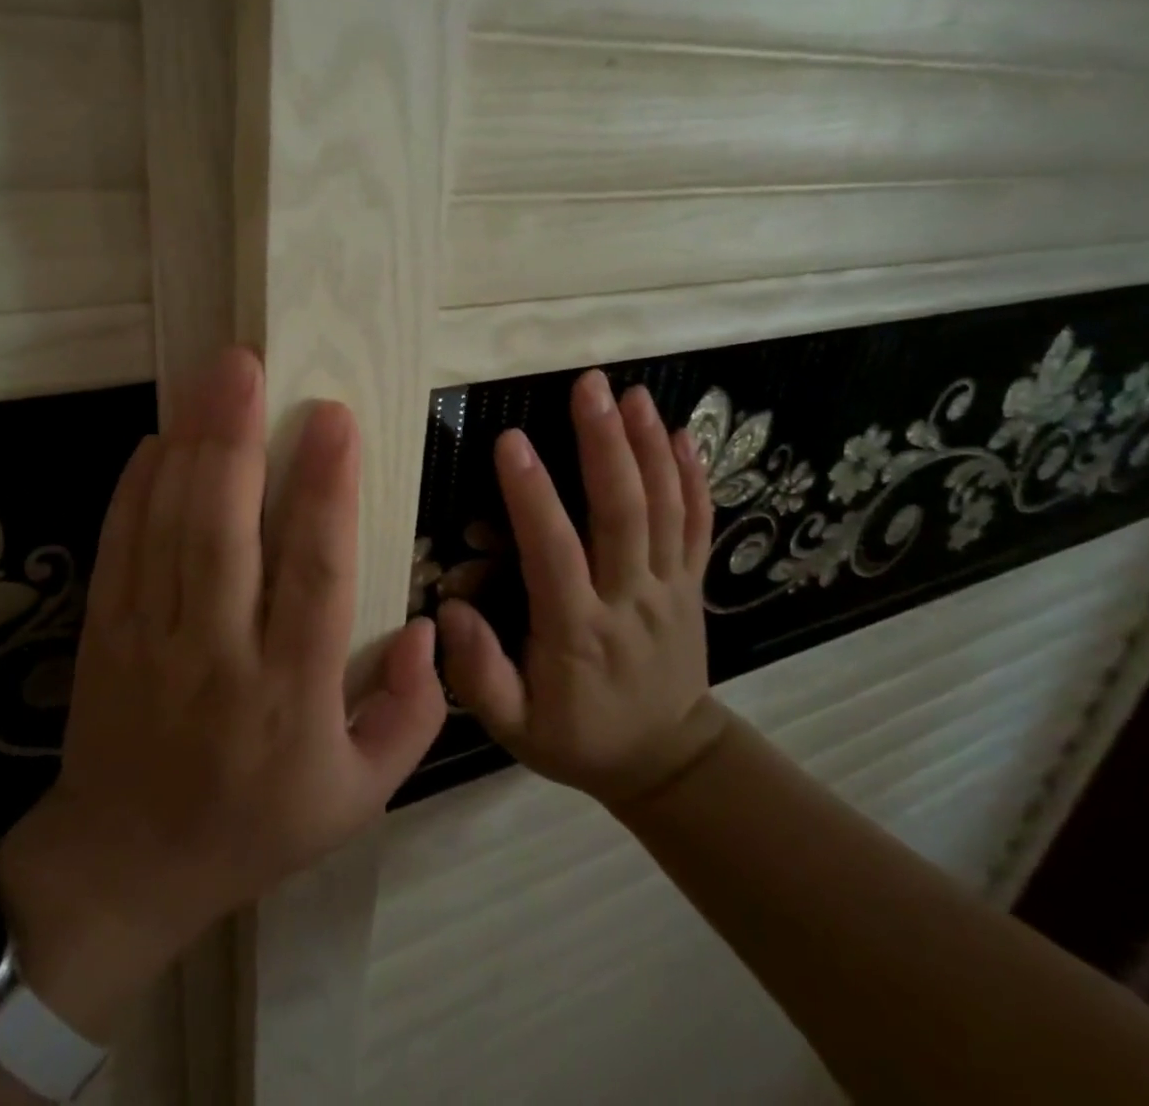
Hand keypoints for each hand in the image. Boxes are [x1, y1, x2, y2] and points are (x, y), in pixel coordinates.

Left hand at [0, 348, 447, 1039]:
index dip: (327, 490)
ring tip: (211, 378)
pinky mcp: (106, 631)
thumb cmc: (256, 825)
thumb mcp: (359, 798)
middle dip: (239, 438)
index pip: (316, 574)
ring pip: (169, 525)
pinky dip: (136, 485)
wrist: (129, 865)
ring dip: (190, 443)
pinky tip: (157, 436)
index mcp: (290, 693)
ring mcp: (150, 638)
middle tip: (251, 365)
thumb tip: (431, 628)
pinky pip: (120, 544)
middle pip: (226, 531)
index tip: (336, 418)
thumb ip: (412, 716)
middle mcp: (218, 654)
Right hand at [437, 369, 728, 808]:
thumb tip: (450, 609)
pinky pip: (698, 525)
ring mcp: (669, 588)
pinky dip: (693, 477)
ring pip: (664, 508)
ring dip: (648, 446)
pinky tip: (683, 434)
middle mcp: (629, 600)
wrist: (665, 760)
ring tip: (631, 393)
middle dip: (604, 444)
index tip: (509, 440)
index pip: (553, 553)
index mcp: (577, 631)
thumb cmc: (575, 735)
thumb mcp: (513, 726)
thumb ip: (478, 673)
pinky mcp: (691, 584)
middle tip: (587, 387)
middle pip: (622, 514)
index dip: (532, 496)